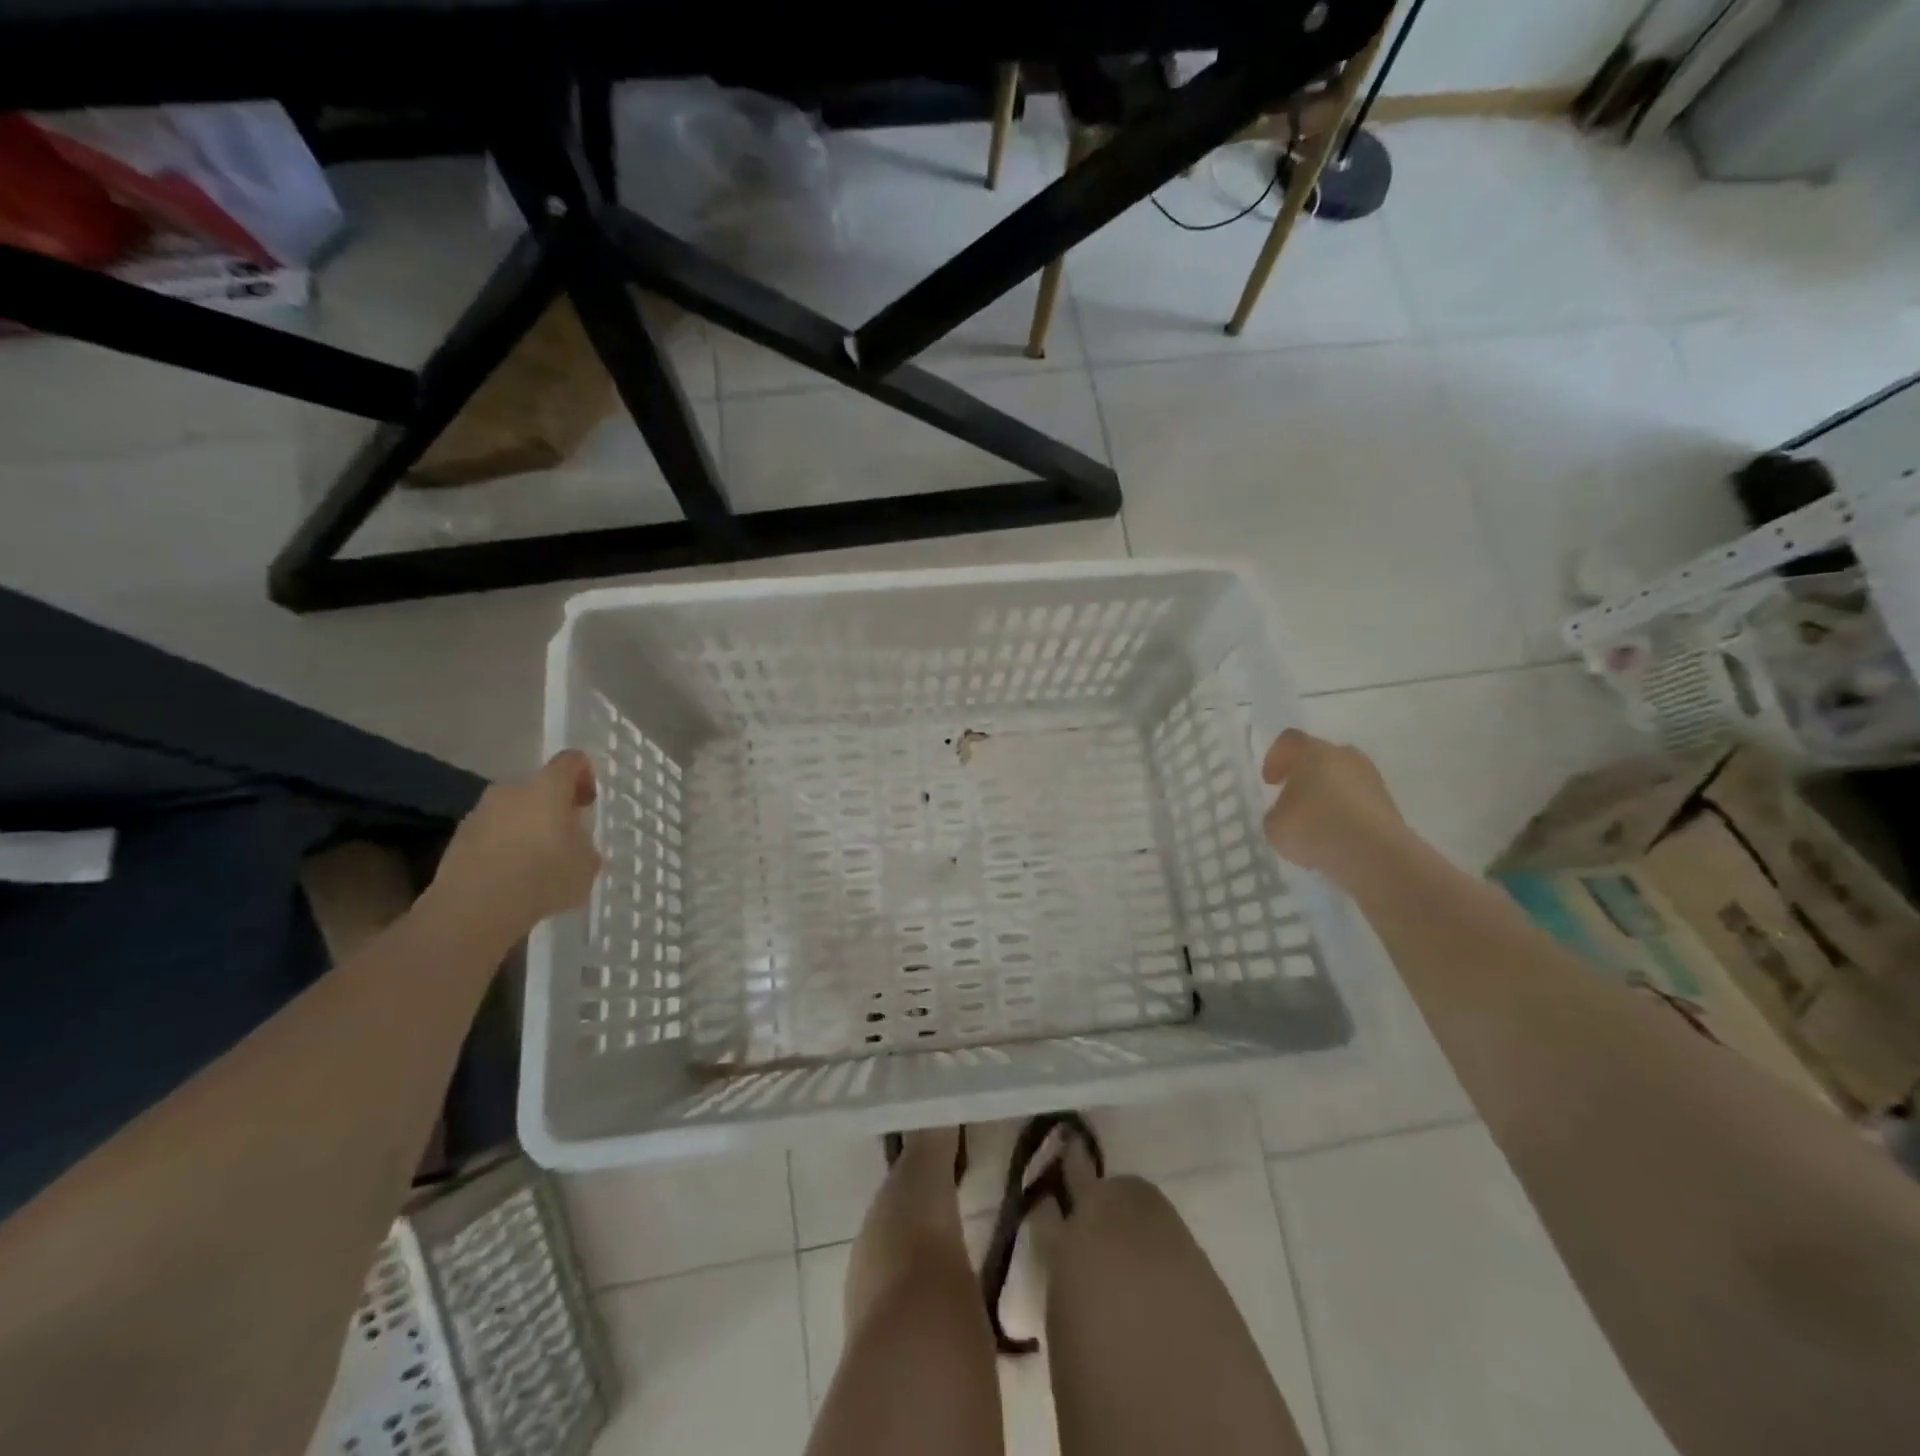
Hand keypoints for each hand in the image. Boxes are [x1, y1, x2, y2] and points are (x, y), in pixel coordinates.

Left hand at [431, 751, 603, 938]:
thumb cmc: (544, 876)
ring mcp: (479, 813)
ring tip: (535, 863)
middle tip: (564, 837)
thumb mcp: (586, 865)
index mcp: (548, 787)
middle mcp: (511, 790)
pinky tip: (511, 878)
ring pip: (511, 812)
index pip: (571, 761)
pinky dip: (502, 848)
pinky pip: (490, 835)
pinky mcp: (457, 839)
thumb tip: (576, 845)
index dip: (584, 775)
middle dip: (552, 807)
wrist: (475, 907)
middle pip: (537, 788)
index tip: (588, 801)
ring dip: (525, 828)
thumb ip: (585, 846)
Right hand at [1260, 729, 1407, 885]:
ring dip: (1327, 794)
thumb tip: (1286, 813)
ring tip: (1316, 824)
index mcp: (1312, 753)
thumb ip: (1276, 813)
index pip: (1288, 741)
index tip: (1271, 783)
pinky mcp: (1388, 802)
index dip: (1275, 759)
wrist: (1375, 854)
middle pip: (1318, 757)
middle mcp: (1344, 756)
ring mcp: (1371, 778)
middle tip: (1292, 801)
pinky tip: (1337, 836)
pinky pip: (1358, 799)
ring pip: (1341, 778)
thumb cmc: (1316, 829)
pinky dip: (1345, 812)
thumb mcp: (1274, 826)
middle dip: (1303, 776)